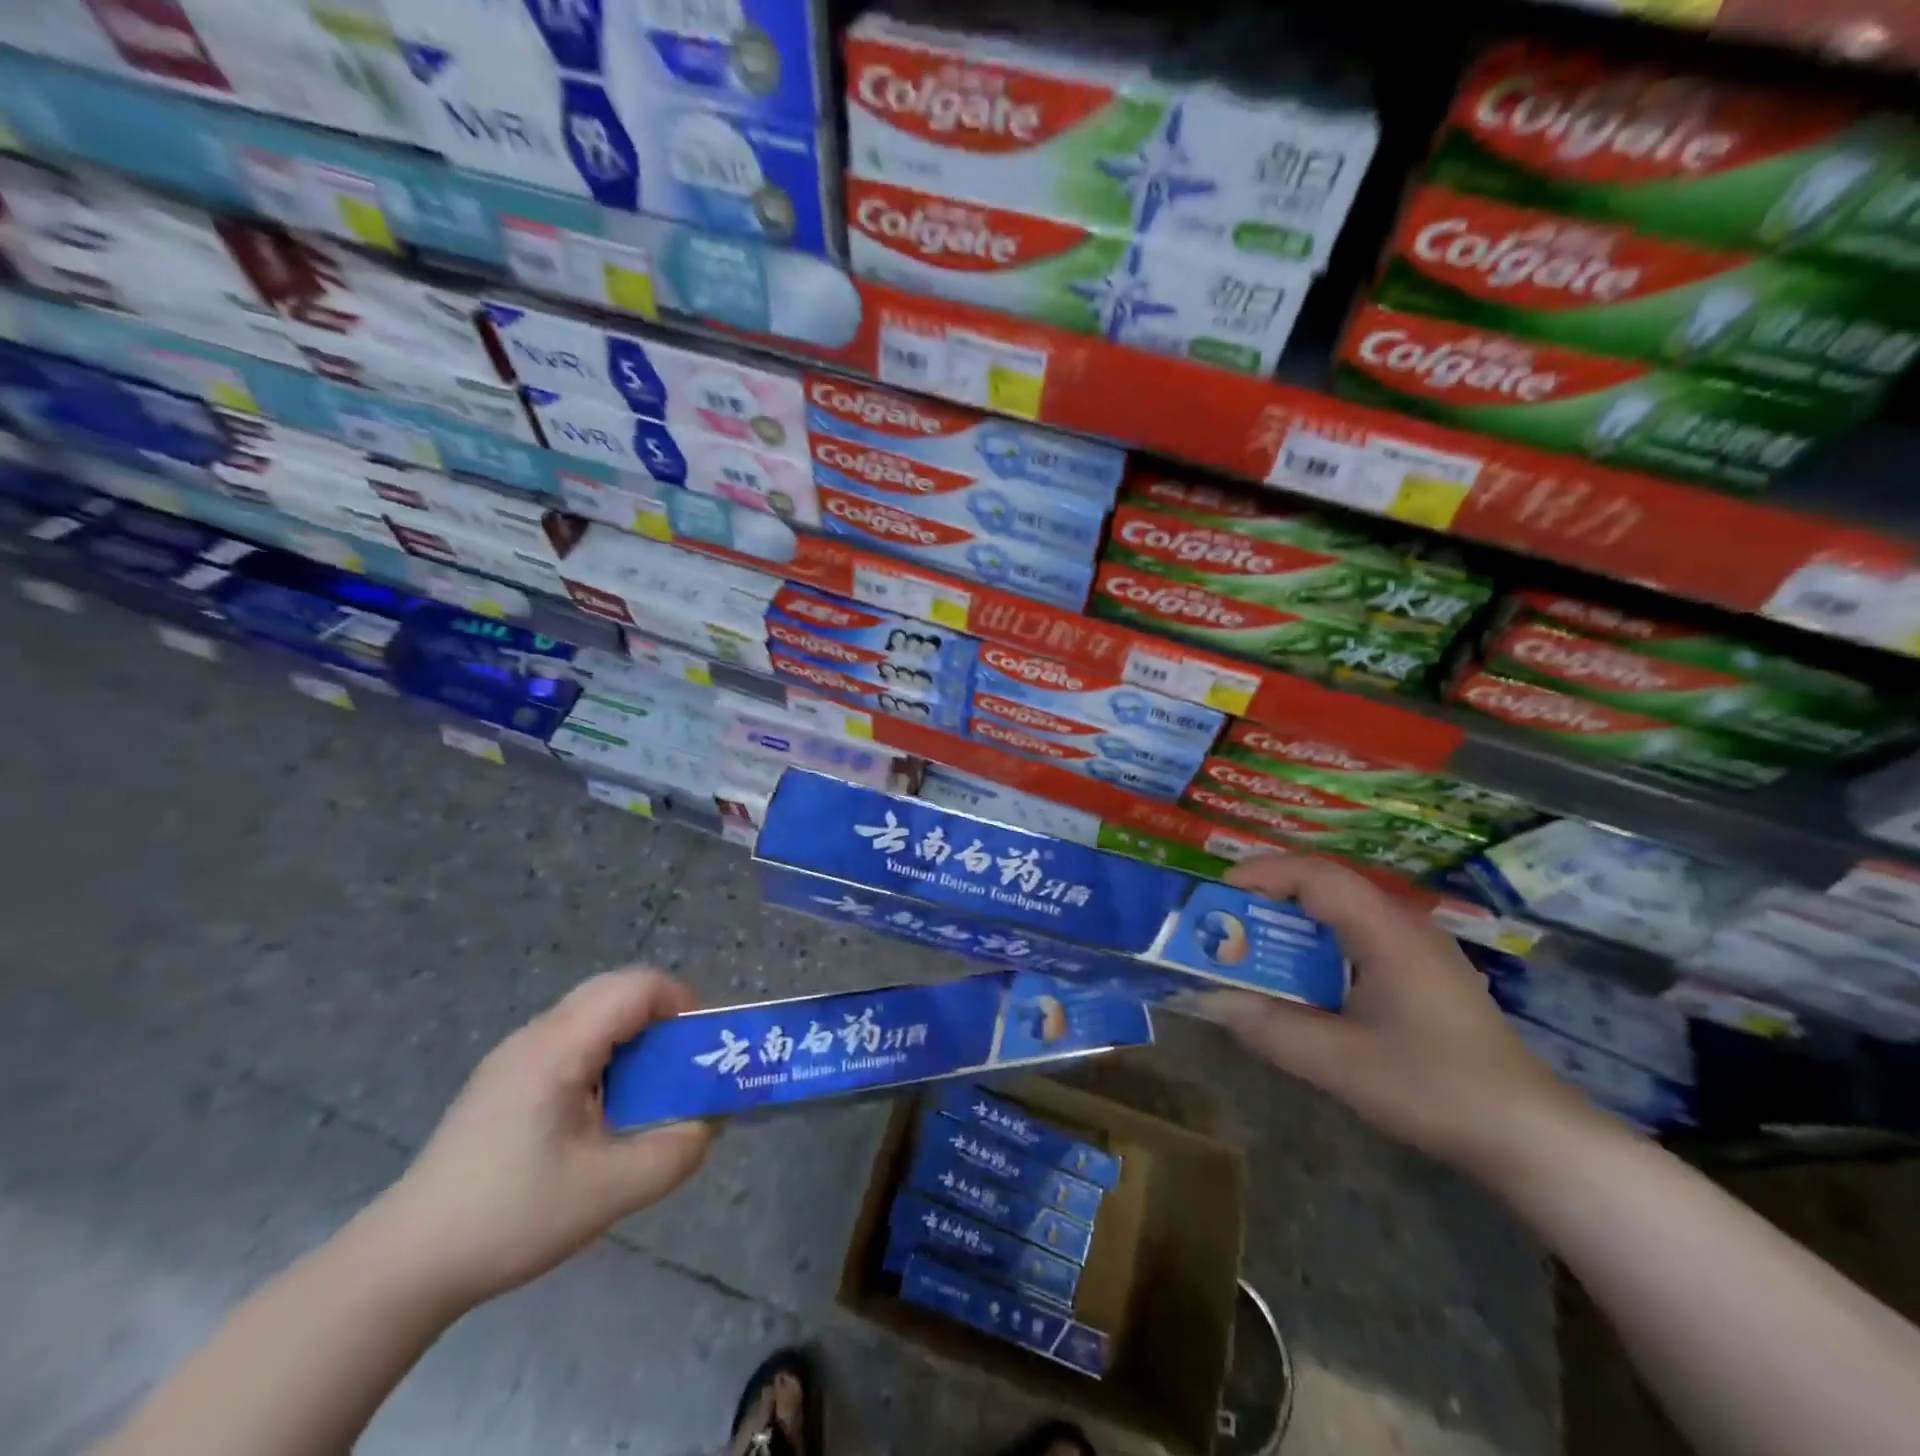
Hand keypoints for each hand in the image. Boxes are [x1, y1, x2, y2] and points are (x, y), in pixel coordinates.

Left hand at [365, 968, 714, 1309]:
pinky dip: (609, 1054)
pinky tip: (607, 1108)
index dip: (683, 1002)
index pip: (636, 986)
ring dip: (636, 1036)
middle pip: (616, 991)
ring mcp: (516, 1056)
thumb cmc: (508, 1217)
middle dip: (664, 1016)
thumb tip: (710, 1123)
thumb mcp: (607, 1192)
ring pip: (594, 1014)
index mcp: (559, 1046)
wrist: (403, 1265)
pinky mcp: (505, 1080)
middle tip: (687, 1061)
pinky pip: (572, 1040)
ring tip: (655, 1086)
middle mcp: (537, 1035)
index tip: (706, 1043)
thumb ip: (674, 1152)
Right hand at [1207, 854, 1588, 1176]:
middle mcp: (1402, 926)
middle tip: (1225, 920)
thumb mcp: (1342, 1064)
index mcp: (1386, 931)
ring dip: (1292, 923)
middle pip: (1326, 887)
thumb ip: (1273, 1029)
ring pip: (1341, 913)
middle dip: (1269, 897)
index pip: (1316, 876)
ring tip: (1252, 946)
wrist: (1530, 1134)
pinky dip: (1317, 946)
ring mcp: (1416, 950)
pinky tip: (1302, 980)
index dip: (1263, 874)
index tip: (1218, 892)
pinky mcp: (1421, 975)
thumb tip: (1213, 1001)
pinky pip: (1356, 939)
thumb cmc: (1437, 1088)